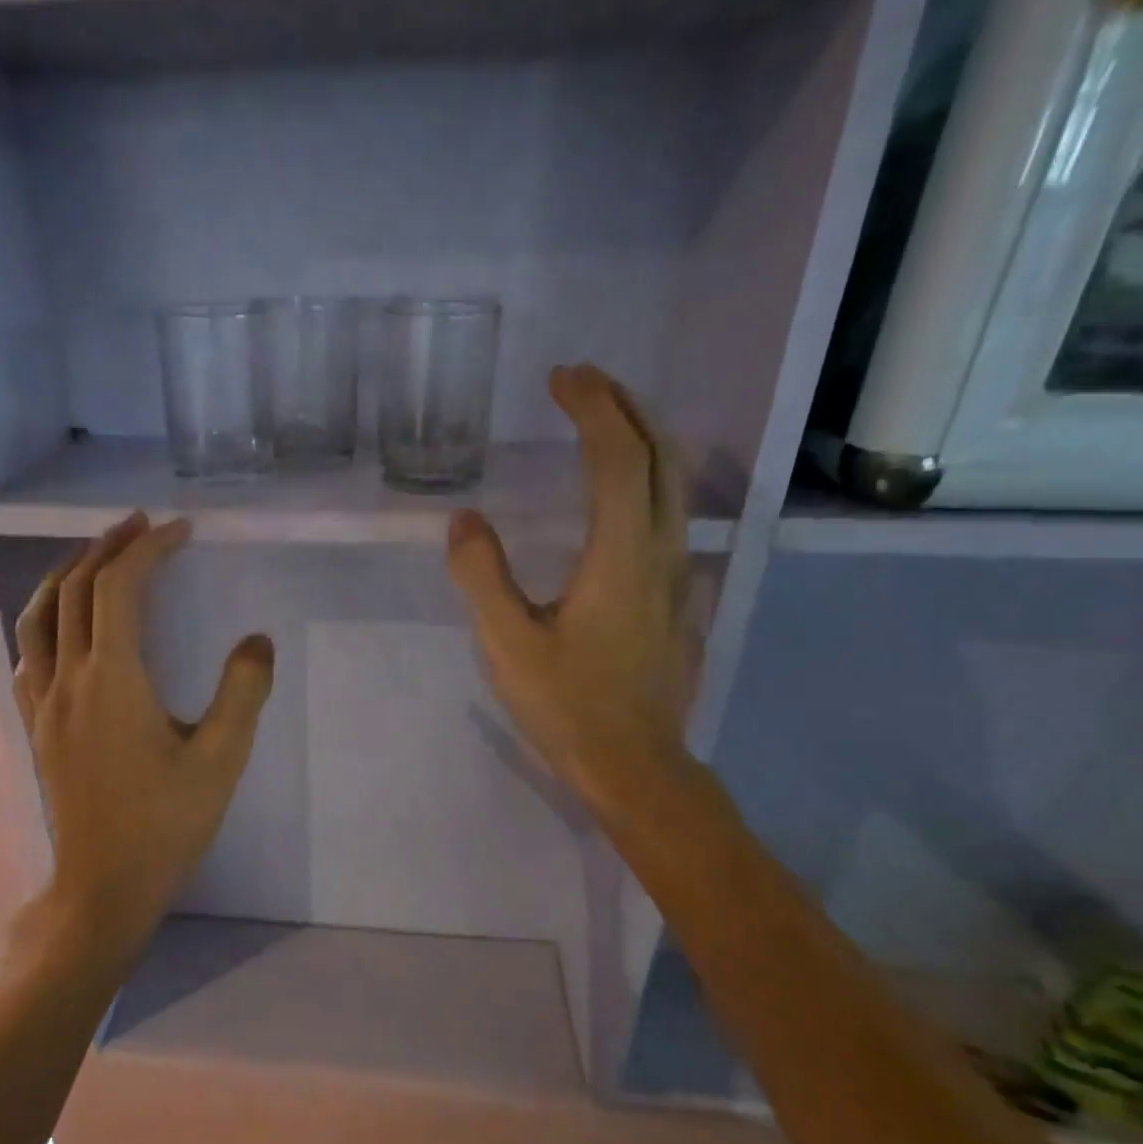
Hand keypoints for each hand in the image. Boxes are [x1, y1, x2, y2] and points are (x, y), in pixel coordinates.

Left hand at [11, 512, 273, 963]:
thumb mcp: (221, 759)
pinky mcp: (36, 724)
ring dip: (70, 573)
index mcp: (112, 680)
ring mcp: (43, 702)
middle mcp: (67, 679)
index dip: (150, 549)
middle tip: (144, 525)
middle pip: (77, 589)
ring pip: (40, 614)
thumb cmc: (166, 823)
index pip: (121, 588)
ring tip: (99, 555)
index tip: (182, 531)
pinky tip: (65, 622)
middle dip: (109, 547)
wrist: (103, 885)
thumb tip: (258, 641)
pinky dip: (47, 615)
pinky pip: (30, 650)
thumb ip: (243, 693)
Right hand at [447, 364, 697, 822]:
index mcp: (621, 555)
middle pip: (662, 455)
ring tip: (603, 420)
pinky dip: (648, 478)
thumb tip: (464, 520)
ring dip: (643, 438)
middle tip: (584, 382)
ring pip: (676, 484)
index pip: (617, 457)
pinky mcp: (678, 597)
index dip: (593, 408)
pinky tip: (621, 493)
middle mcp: (662, 551)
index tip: (561, 378)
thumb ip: (482, 576)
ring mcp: (678, 575)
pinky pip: (671, 514)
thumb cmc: (567, 705)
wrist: (634, 765)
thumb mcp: (507, 643)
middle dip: (626, 406)